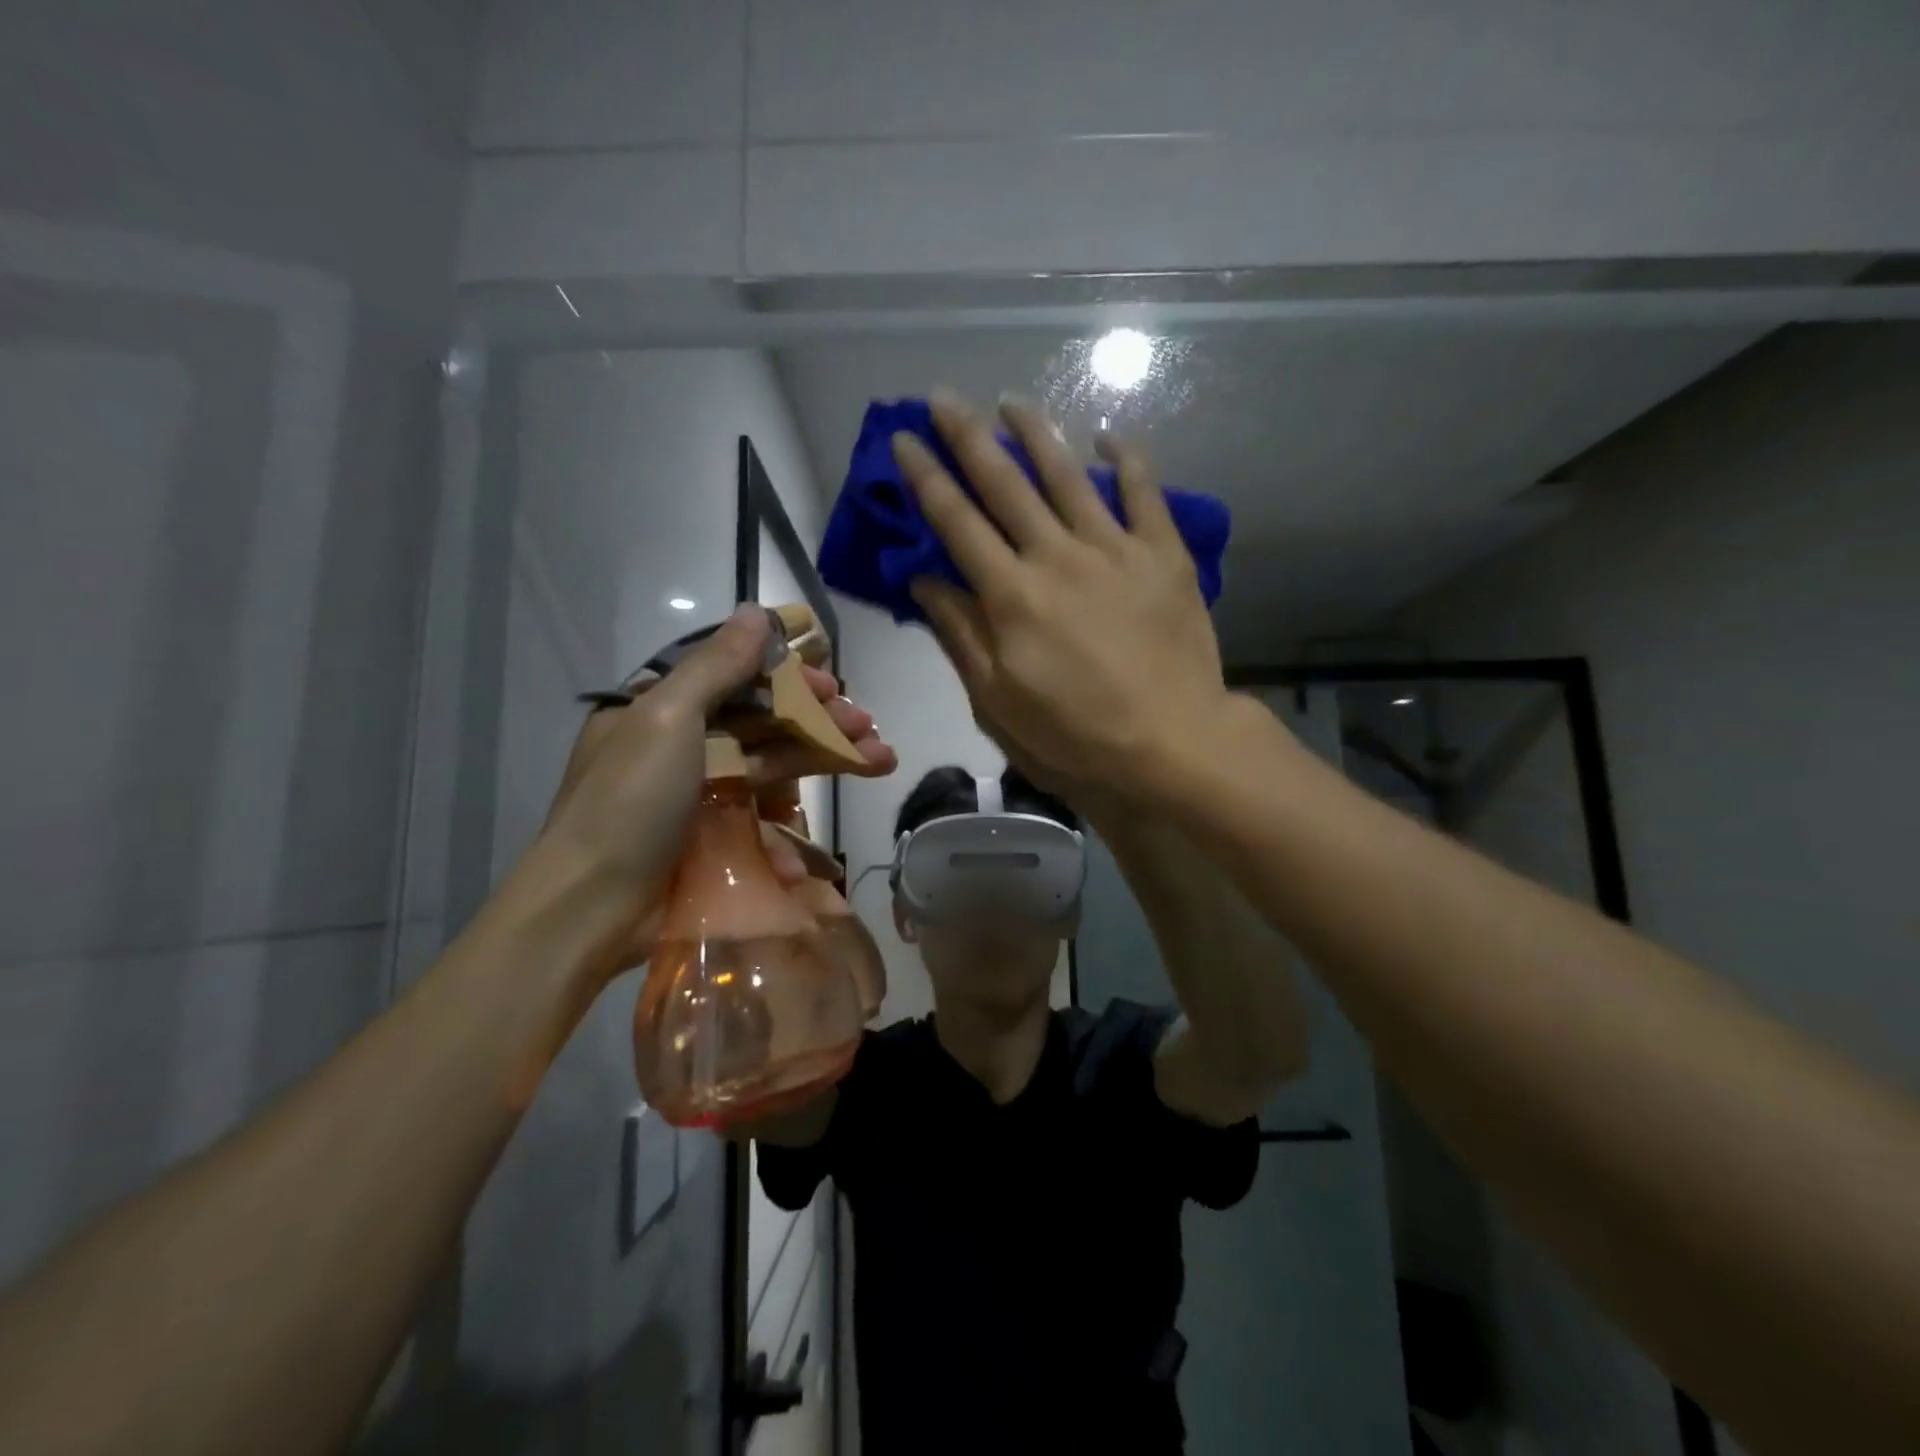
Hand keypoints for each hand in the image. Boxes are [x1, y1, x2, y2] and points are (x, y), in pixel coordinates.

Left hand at [537, 606, 893, 973]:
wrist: (591, 909)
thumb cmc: (628, 802)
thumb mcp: (667, 719)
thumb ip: (716, 666)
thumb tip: (757, 610)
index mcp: (662, 709)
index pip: (736, 676)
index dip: (788, 676)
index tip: (831, 682)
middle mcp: (683, 745)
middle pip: (764, 721)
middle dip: (820, 720)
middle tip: (867, 724)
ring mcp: (701, 795)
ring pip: (774, 764)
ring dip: (826, 759)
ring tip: (881, 758)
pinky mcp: (715, 838)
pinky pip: (763, 819)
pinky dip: (793, 831)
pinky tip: (821, 844)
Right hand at [895, 388, 1234, 796]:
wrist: (1172, 745)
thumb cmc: (1075, 735)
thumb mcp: (997, 702)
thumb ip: (960, 635)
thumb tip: (924, 581)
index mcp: (1011, 595)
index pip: (957, 522)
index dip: (926, 478)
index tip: (904, 439)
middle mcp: (1057, 556)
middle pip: (1005, 484)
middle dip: (968, 436)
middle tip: (943, 396)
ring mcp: (1116, 549)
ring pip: (1068, 475)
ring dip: (1036, 433)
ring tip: (1012, 401)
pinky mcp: (1164, 555)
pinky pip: (1144, 492)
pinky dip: (1127, 459)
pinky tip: (1109, 436)